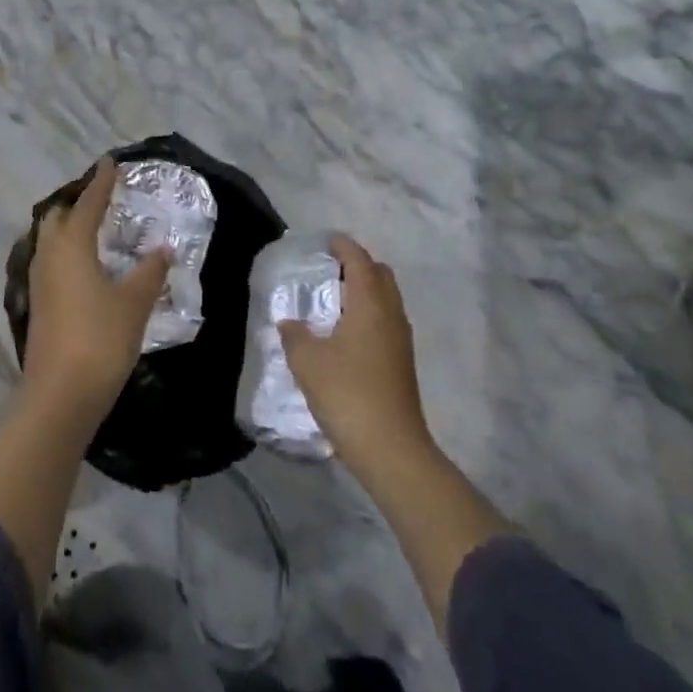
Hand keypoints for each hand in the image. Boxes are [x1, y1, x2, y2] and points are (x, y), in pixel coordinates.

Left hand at [23, 157, 168, 422]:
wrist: (59, 396)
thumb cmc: (100, 340)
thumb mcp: (133, 303)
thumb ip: (149, 272)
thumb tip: (162, 248)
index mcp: (71, 246)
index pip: (88, 202)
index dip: (101, 181)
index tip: (110, 162)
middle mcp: (49, 255)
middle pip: (57, 216)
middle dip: (77, 202)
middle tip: (102, 198)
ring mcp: (39, 281)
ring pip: (50, 240)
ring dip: (69, 227)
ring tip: (95, 228)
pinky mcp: (38, 304)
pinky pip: (50, 261)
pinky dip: (66, 252)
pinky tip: (84, 266)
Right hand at [280, 235, 432, 473]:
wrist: (391, 450)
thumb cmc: (347, 393)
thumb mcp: (307, 361)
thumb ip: (294, 335)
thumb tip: (290, 322)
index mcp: (370, 303)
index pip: (359, 259)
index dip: (342, 245)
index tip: (324, 241)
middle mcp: (391, 314)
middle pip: (379, 274)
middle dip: (357, 265)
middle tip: (328, 270)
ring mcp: (401, 340)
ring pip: (386, 299)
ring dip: (364, 291)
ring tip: (333, 300)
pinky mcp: (402, 362)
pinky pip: (386, 321)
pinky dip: (368, 314)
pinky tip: (346, 333)